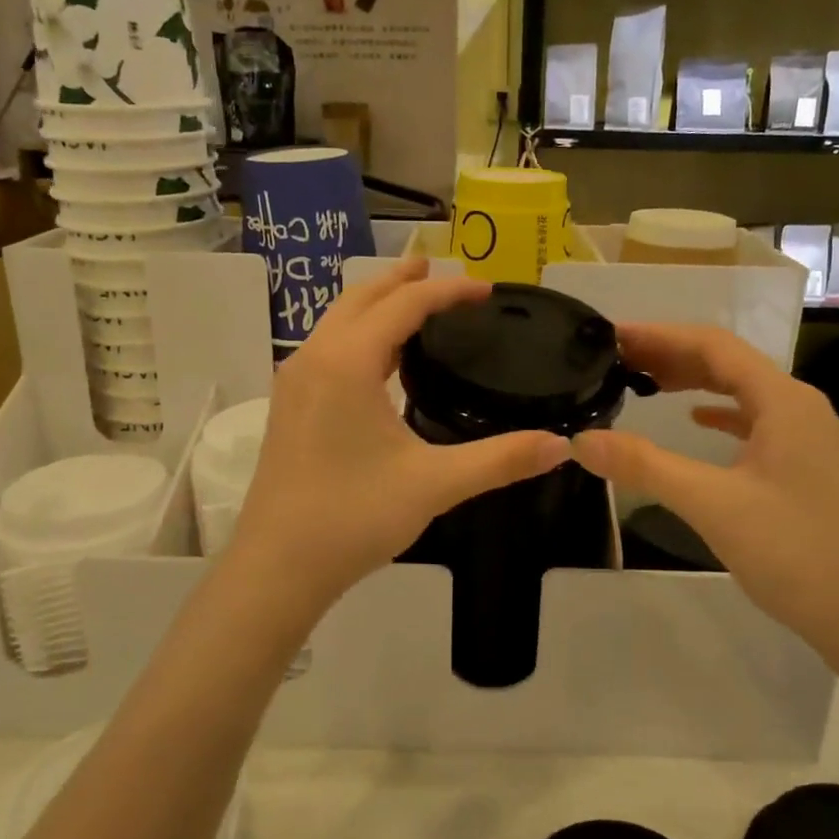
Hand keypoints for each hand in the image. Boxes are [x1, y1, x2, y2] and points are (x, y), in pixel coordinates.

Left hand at [229, 258, 571, 611]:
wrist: (277, 567)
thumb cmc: (353, 517)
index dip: (448, 290)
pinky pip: (329, 347)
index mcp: (348, 361)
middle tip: (442, 271)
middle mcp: (315, 357)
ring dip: (378, 304)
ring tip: (413, 300)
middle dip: (404, 280)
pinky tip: (381, 359)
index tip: (486, 289)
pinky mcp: (289, 405)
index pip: (404, 305)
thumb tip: (560, 446)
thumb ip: (500, 460)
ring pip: (339, 321)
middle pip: (362, 298)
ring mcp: (295, 381)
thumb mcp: (434, 484)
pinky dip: (360, 333)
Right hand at [570, 323, 838, 665]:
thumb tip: (581, 440)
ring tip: (643, 381)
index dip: (660, 335)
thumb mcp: (712, 505)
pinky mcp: (803, 465)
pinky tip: (695, 420)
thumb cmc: (794, 553)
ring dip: (692, 380)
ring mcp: (805, 436)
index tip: (612, 336)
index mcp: (783, 401)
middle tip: (616, 359)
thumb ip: (645, 466)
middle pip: (727, 362)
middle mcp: (798, 406)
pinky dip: (718, 412)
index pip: (714, 346)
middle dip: (671, 354)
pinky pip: (753, 420)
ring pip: (741, 391)